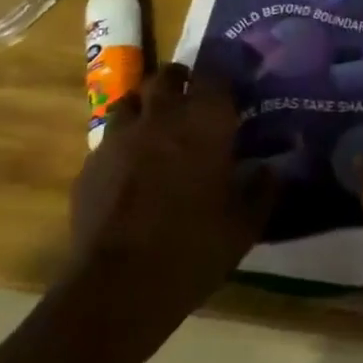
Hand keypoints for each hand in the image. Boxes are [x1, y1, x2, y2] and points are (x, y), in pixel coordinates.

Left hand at [66, 64, 273, 329]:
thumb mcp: (244, 226)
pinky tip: (128, 169)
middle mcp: (162, 117)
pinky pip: (108, 139)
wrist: (117, 287)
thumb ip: (262, 190)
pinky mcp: (91, 164)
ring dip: (145, 107)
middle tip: (190, 100)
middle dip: (179, 81)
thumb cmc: (193, 249)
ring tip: (155, 128)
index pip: (214, 75)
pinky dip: (121, 144)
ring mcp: (120, 137)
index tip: (228, 92)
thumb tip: (271, 169)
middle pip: (166, 76)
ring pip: (131, 101)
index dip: (220, 79)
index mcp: (205, 122)